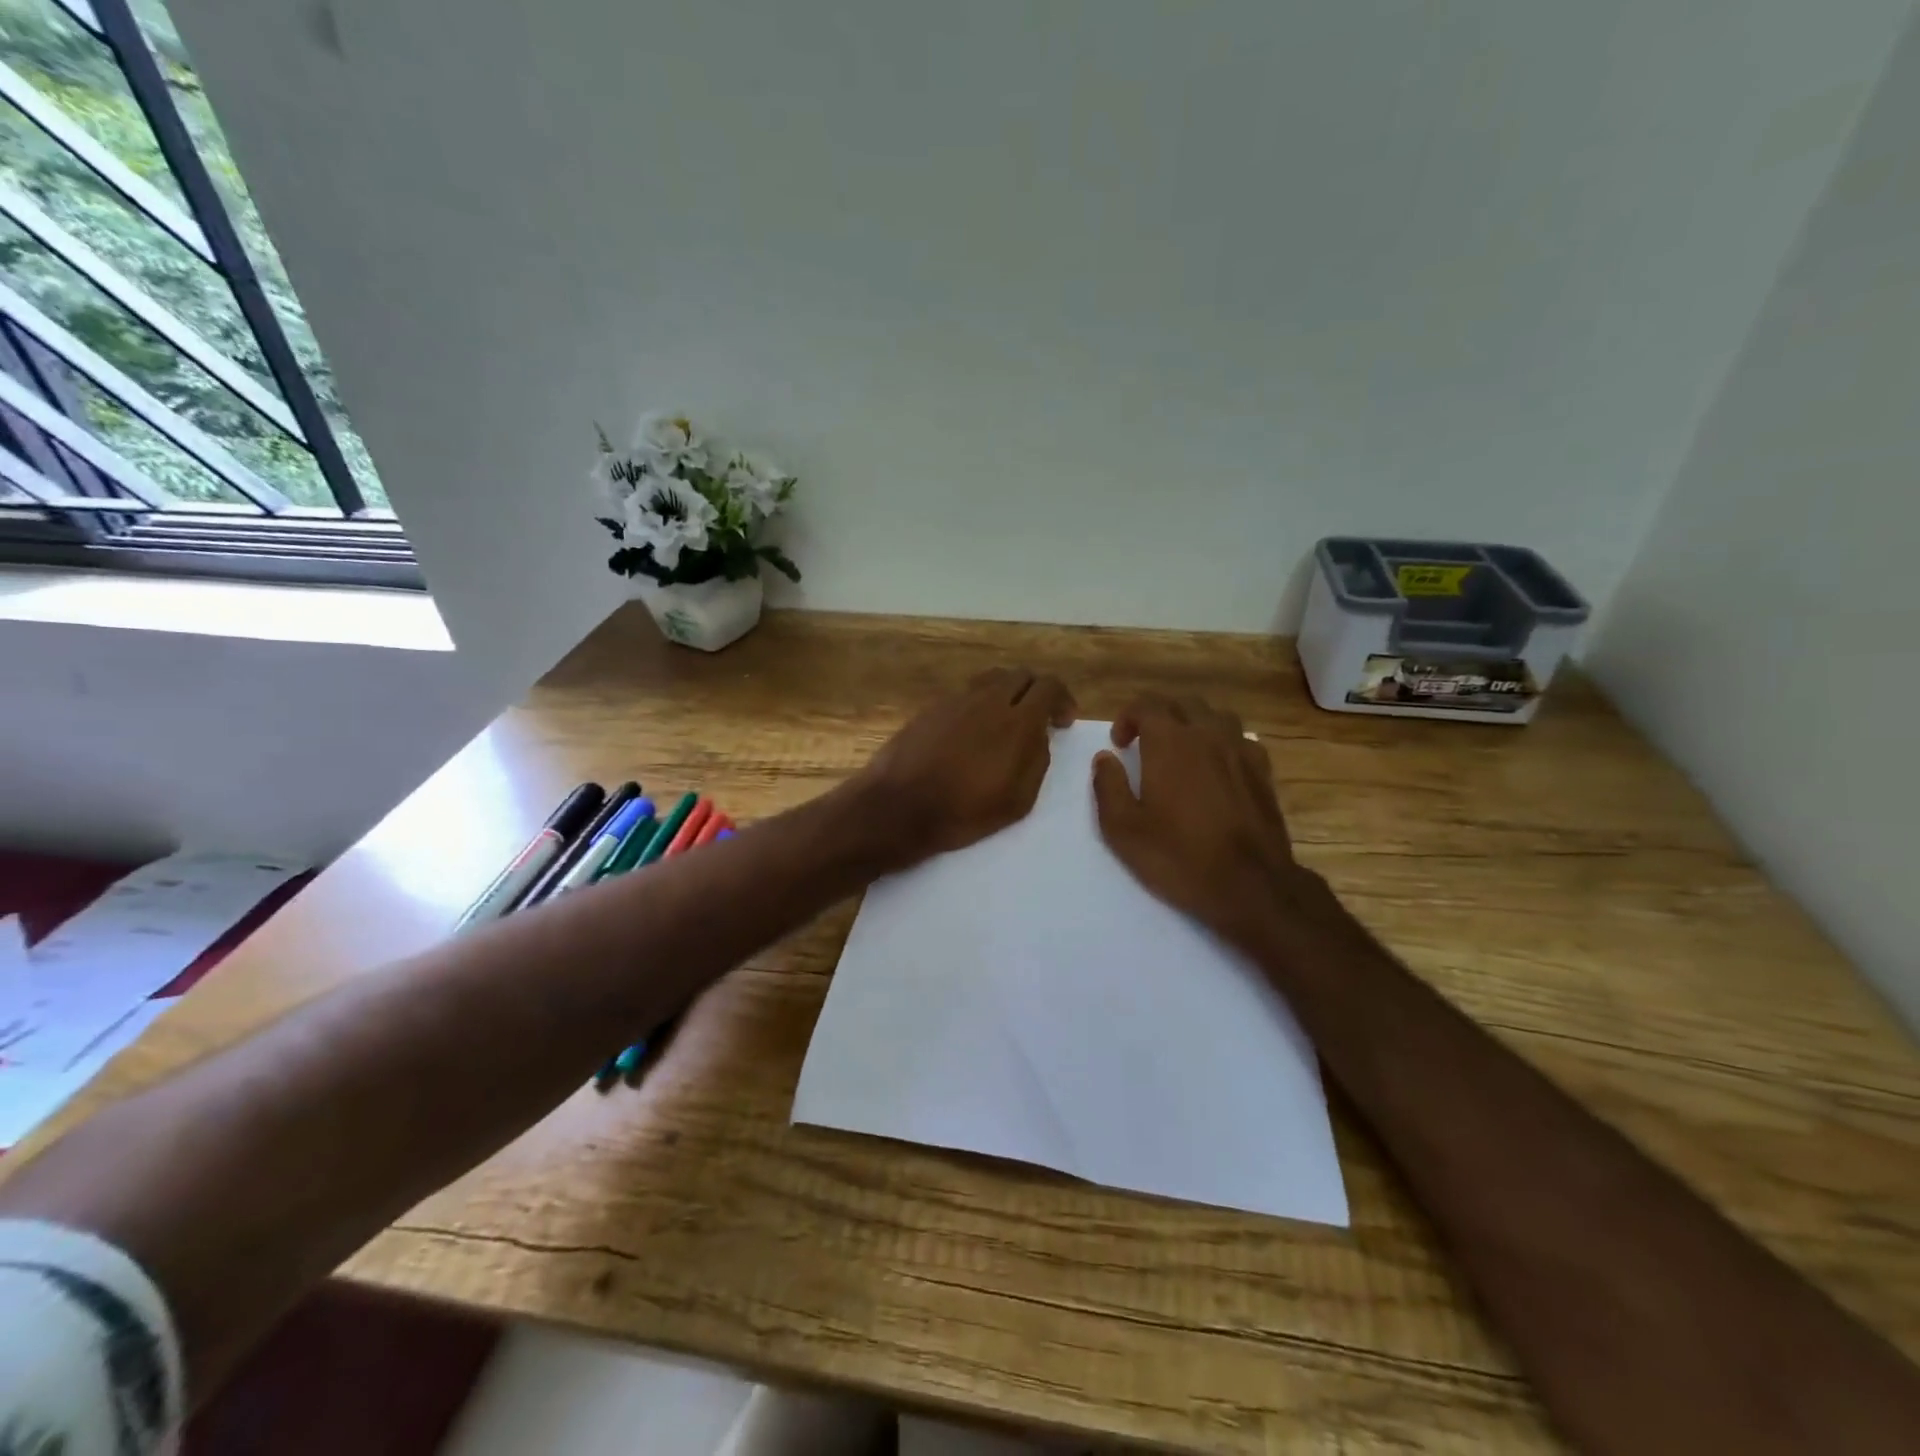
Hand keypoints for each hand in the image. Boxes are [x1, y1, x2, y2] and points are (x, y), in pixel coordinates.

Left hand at [856, 666, 1075, 866]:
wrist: (899, 807)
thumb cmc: (964, 812)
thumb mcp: (1018, 800)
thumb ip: (1037, 760)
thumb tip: (1039, 736)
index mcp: (1016, 721)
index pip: (1049, 686)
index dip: (1063, 700)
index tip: (1063, 722)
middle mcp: (987, 699)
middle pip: (1021, 675)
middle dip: (1036, 692)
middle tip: (1038, 718)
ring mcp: (956, 700)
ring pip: (991, 679)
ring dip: (1007, 693)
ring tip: (1006, 721)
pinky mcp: (931, 707)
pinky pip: (965, 694)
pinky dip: (979, 704)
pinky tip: (972, 732)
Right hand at [1091, 695, 1338, 951]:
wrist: (1250, 886)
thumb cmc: (1178, 856)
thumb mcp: (1123, 829)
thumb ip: (1108, 786)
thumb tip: (1104, 758)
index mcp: (1170, 742)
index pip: (1147, 705)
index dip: (1127, 718)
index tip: (1119, 744)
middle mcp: (1208, 735)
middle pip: (1183, 704)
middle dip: (1159, 715)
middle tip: (1145, 743)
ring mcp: (1241, 751)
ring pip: (1216, 716)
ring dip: (1193, 724)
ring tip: (1182, 750)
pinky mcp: (1263, 772)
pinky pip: (1241, 740)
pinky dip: (1223, 742)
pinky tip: (1217, 767)